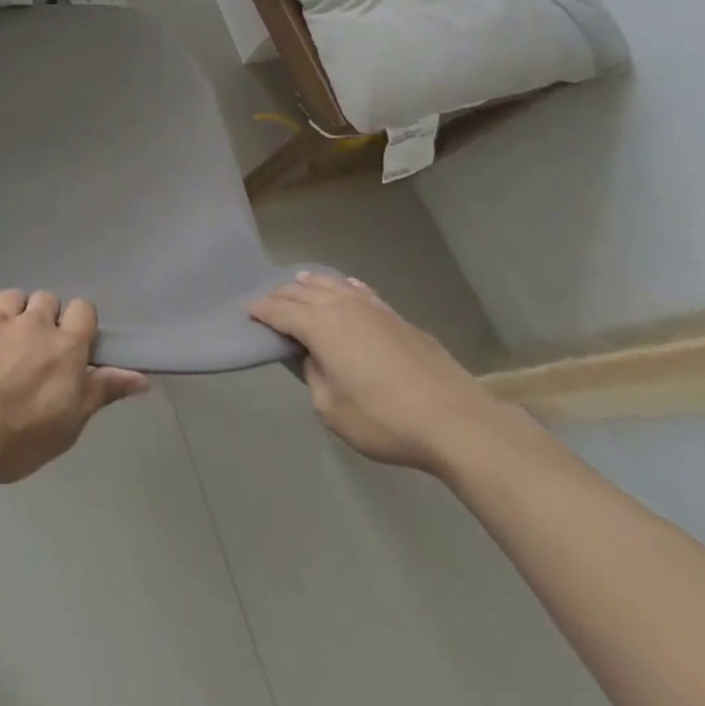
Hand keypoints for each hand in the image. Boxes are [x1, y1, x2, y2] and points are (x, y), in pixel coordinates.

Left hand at [0, 291, 149, 485]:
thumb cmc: (20, 437)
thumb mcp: (69, 424)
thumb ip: (101, 392)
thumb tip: (141, 378)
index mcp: (66, 346)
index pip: (84, 309)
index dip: (79, 323)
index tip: (72, 344)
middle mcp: (36, 322)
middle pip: (48, 299)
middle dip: (47, 317)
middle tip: (38, 347)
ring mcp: (1, 317)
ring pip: (17, 295)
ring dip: (18, 310)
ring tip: (11, 336)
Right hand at [248, 272, 514, 474]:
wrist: (457, 422)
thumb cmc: (385, 420)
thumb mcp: (332, 410)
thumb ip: (314, 377)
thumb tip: (314, 359)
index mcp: (319, 325)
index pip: (279, 310)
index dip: (260, 310)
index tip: (247, 311)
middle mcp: (341, 306)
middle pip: (302, 291)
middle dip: (281, 294)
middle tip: (268, 302)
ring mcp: (373, 308)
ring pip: (332, 284)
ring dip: (310, 283)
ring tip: (299, 283)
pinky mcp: (398, 318)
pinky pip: (360, 291)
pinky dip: (344, 287)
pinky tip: (345, 287)